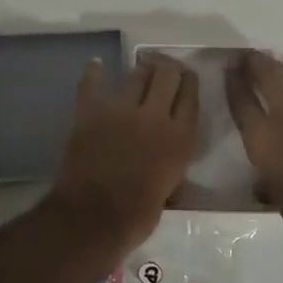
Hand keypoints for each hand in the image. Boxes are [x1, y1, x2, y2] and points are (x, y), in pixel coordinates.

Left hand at [51, 56, 199, 249]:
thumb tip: (169, 153)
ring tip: (141, 68)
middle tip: (165, 70)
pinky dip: (94, 73)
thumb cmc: (137, 216)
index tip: (186, 78)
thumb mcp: (171, 187)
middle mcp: (155, 116)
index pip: (191, 95)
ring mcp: (121, 110)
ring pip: (137, 75)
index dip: (189, 82)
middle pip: (168, 75)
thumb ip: (173, 161)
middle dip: (168, 68)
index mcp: (181, 138)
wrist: (93, 218)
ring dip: (141, 70)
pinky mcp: (91, 111)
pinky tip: (96, 65)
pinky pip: (92, 84)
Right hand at [226, 52, 282, 247]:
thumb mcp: (278, 200)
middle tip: (250, 55)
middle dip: (256, 62)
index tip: (229, 67)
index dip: (233, 81)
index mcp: (264, 138)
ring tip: (282, 75)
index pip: (241, 100)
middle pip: (268, 76)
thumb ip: (268, 183)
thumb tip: (264, 184)